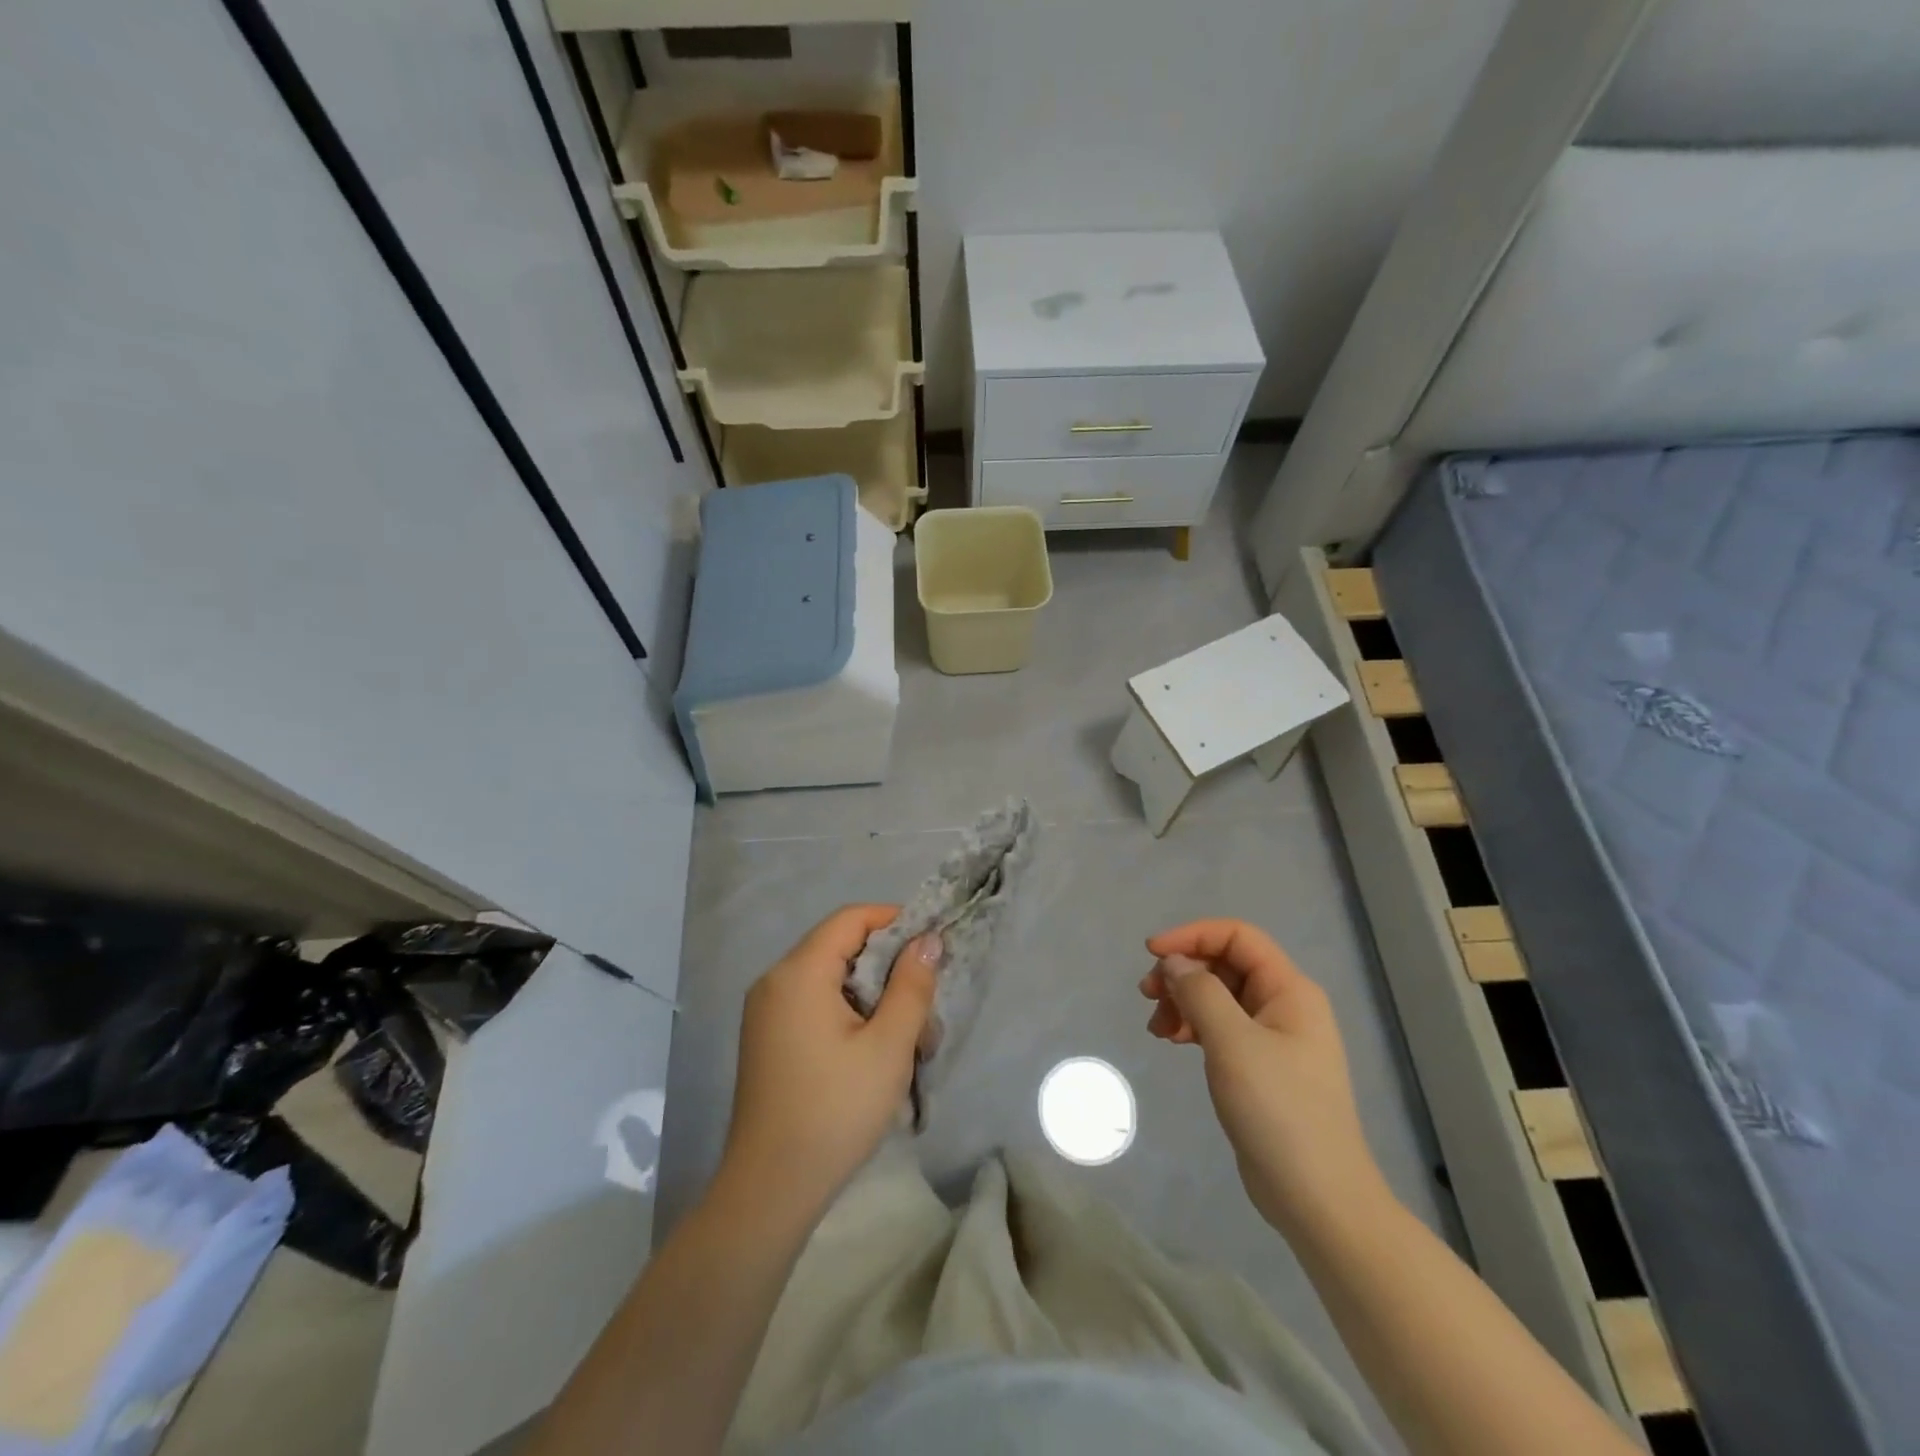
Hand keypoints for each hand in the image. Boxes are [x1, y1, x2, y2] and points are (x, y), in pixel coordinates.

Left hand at [718, 905, 938, 1227]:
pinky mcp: (767, 1038)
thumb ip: (911, 986)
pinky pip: (815, 1004)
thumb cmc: (835, 1110)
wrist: (770, 1189)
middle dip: (889, 968)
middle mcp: (775, 980)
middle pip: (841, 947)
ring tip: (907, 1040)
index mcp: (799, 972)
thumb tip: (927, 941)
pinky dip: (849, 1014)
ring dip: (873, 997)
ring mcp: (766, 1011)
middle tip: (924, 1007)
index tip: (931, 947)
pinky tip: (873, 1052)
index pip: (851, 919)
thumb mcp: (888, 1046)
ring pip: (831, 979)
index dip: (894, 921)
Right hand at [1140, 918, 1387, 1233]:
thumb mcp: (1232, 1043)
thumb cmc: (1279, 1112)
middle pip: (1225, 965)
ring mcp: (1275, 1038)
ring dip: (1184, 1001)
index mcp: (1290, 990)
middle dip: (1183, 972)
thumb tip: (1174, 962)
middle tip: (1147, 995)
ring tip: (1157, 1027)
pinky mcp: (1262, 1067)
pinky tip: (1172, 1041)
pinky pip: (1221, 1027)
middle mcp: (1285, 1005)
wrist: (1318, 1199)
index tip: (1151, 954)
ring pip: (1219, 996)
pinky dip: (1194, 1027)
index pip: (1237, 937)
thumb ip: (1200, 993)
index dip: (1192, 935)